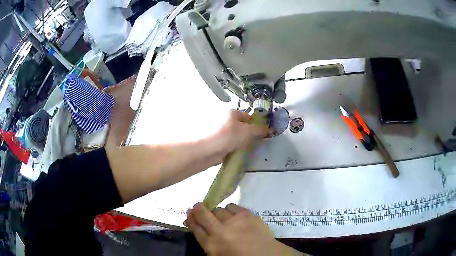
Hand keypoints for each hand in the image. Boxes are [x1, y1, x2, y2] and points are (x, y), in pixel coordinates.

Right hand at [186, 203, 293, 255]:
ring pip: (219, 209)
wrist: (266, 255)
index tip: (189, 212)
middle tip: (198, 207)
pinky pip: (233, 206)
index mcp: (211, 245)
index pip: (196, 229)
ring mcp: (234, 221)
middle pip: (204, 215)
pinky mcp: (248, 215)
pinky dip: (230, 210)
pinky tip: (234, 215)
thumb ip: (208, 242)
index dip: (191, 219)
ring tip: (222, 217)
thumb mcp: (218, 255)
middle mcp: (220, 231)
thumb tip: (201, 228)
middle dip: (199, 209)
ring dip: (217, 213)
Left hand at [216, 110, 268, 153]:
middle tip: (257, 141)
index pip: (248, 115)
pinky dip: (236, 147)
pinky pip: (231, 143)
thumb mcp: (248, 131)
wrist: (208, 151)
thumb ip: (260, 130)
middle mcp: (225, 119)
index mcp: (232, 112)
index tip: (263, 133)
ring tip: (249, 148)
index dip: (256, 123)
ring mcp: (221, 131)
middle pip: (242, 126)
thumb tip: (270, 129)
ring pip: (236, 136)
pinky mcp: (218, 142)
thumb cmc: (228, 136)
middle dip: (250, 134)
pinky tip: (240, 152)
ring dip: (243, 142)